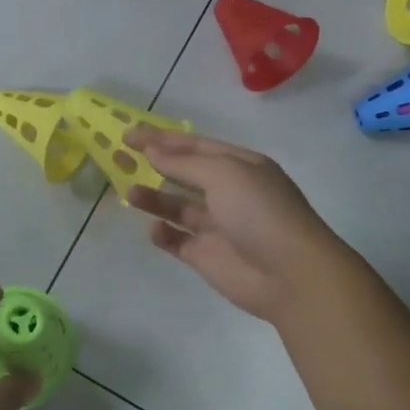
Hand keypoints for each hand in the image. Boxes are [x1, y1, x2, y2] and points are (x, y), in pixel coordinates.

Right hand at [125, 127, 356, 323]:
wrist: (291, 275)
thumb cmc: (260, 212)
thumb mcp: (224, 174)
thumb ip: (184, 163)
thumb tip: (152, 151)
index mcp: (240, 166)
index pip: (195, 146)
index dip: (162, 139)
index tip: (128, 135)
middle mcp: (229, 192)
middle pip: (183, 173)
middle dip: (153, 164)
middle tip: (118, 157)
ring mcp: (217, 226)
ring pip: (177, 206)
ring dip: (153, 198)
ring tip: (128, 193)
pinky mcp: (206, 256)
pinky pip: (177, 240)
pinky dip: (163, 234)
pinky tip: (155, 229)